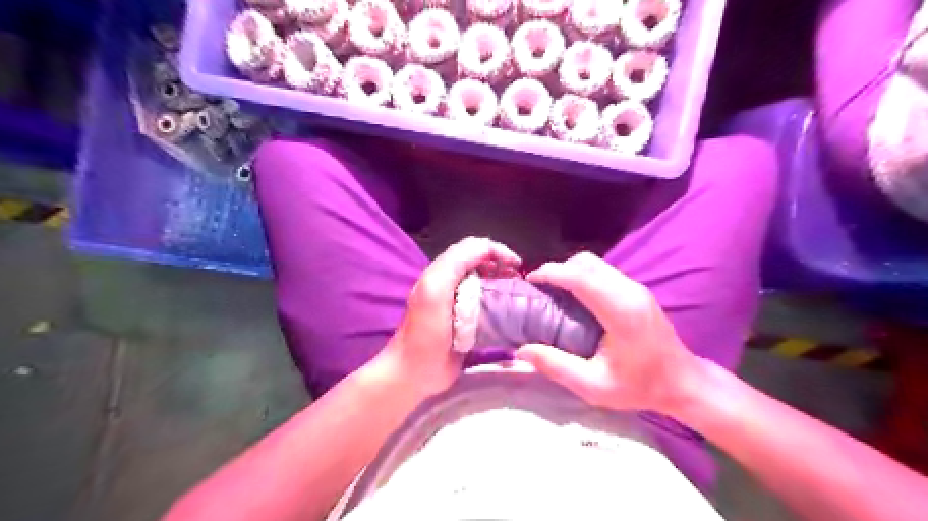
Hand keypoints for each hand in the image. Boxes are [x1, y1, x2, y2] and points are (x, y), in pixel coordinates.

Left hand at [380, 239, 521, 395]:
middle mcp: (451, 284)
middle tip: (519, 278)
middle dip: (502, 265)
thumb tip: (486, 249)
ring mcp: (459, 304)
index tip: (517, 264)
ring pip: (486, 283)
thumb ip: (455, 263)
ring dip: (503, 283)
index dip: (496, 250)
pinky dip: (500, 303)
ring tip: (517, 292)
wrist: (415, 372)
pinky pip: (487, 306)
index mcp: (442, 272)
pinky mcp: (467, 323)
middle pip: (481, 263)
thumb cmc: (426, 331)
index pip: (473, 248)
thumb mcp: (435, 289)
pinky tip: (509, 311)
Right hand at [511, 252, 699, 415]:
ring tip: (551, 291)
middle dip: (558, 268)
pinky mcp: (637, 290)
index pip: (581, 277)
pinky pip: (603, 272)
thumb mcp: (593, 386)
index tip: (530, 281)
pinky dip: (582, 276)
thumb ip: (556, 366)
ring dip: (570, 270)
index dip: (552, 273)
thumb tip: (522, 350)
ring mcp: (636, 288)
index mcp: (620, 312)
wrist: (683, 383)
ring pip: (595, 264)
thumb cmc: (640, 387)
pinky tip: (573, 295)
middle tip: (538, 288)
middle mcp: (630, 291)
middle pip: (587, 263)